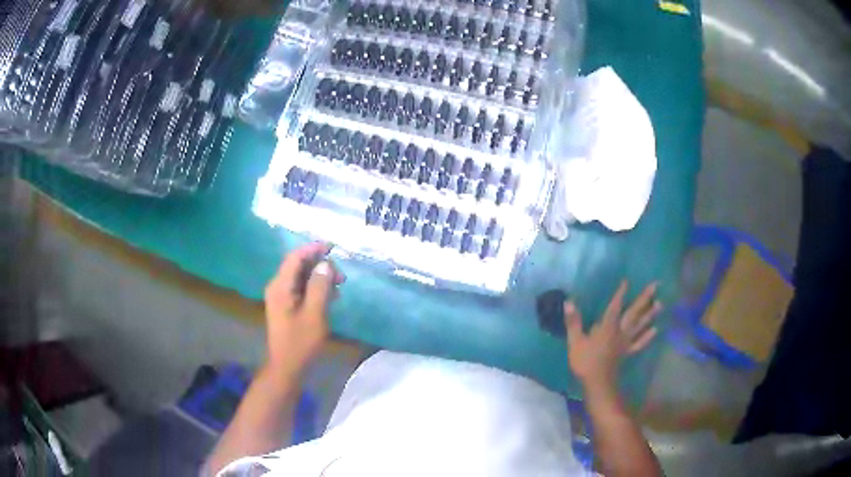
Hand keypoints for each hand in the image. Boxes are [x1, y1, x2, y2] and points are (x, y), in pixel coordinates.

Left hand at [263, 242, 343, 375]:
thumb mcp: (314, 314)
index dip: (313, 249)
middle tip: (341, 276)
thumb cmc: (301, 342)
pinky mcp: (285, 307)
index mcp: (280, 286)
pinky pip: (300, 289)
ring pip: (300, 278)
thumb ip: (319, 287)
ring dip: (319, 278)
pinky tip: (329, 297)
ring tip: (339, 287)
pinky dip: (314, 288)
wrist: (287, 367)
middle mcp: (277, 287)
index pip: (295, 257)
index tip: (333, 248)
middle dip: (319, 266)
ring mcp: (280, 297)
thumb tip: (325, 265)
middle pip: (297, 266)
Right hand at [564, 281, 660, 393]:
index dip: (621, 293)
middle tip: (655, 285)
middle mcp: (620, 331)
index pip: (615, 306)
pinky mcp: (628, 352)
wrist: (597, 382)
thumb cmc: (585, 361)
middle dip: (644, 298)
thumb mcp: (575, 342)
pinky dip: (648, 336)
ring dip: (651, 314)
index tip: (627, 280)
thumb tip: (568, 301)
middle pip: (634, 312)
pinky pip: (640, 343)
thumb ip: (573, 322)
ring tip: (660, 303)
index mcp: (607, 327)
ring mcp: (626, 342)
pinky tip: (655, 329)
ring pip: (641, 325)